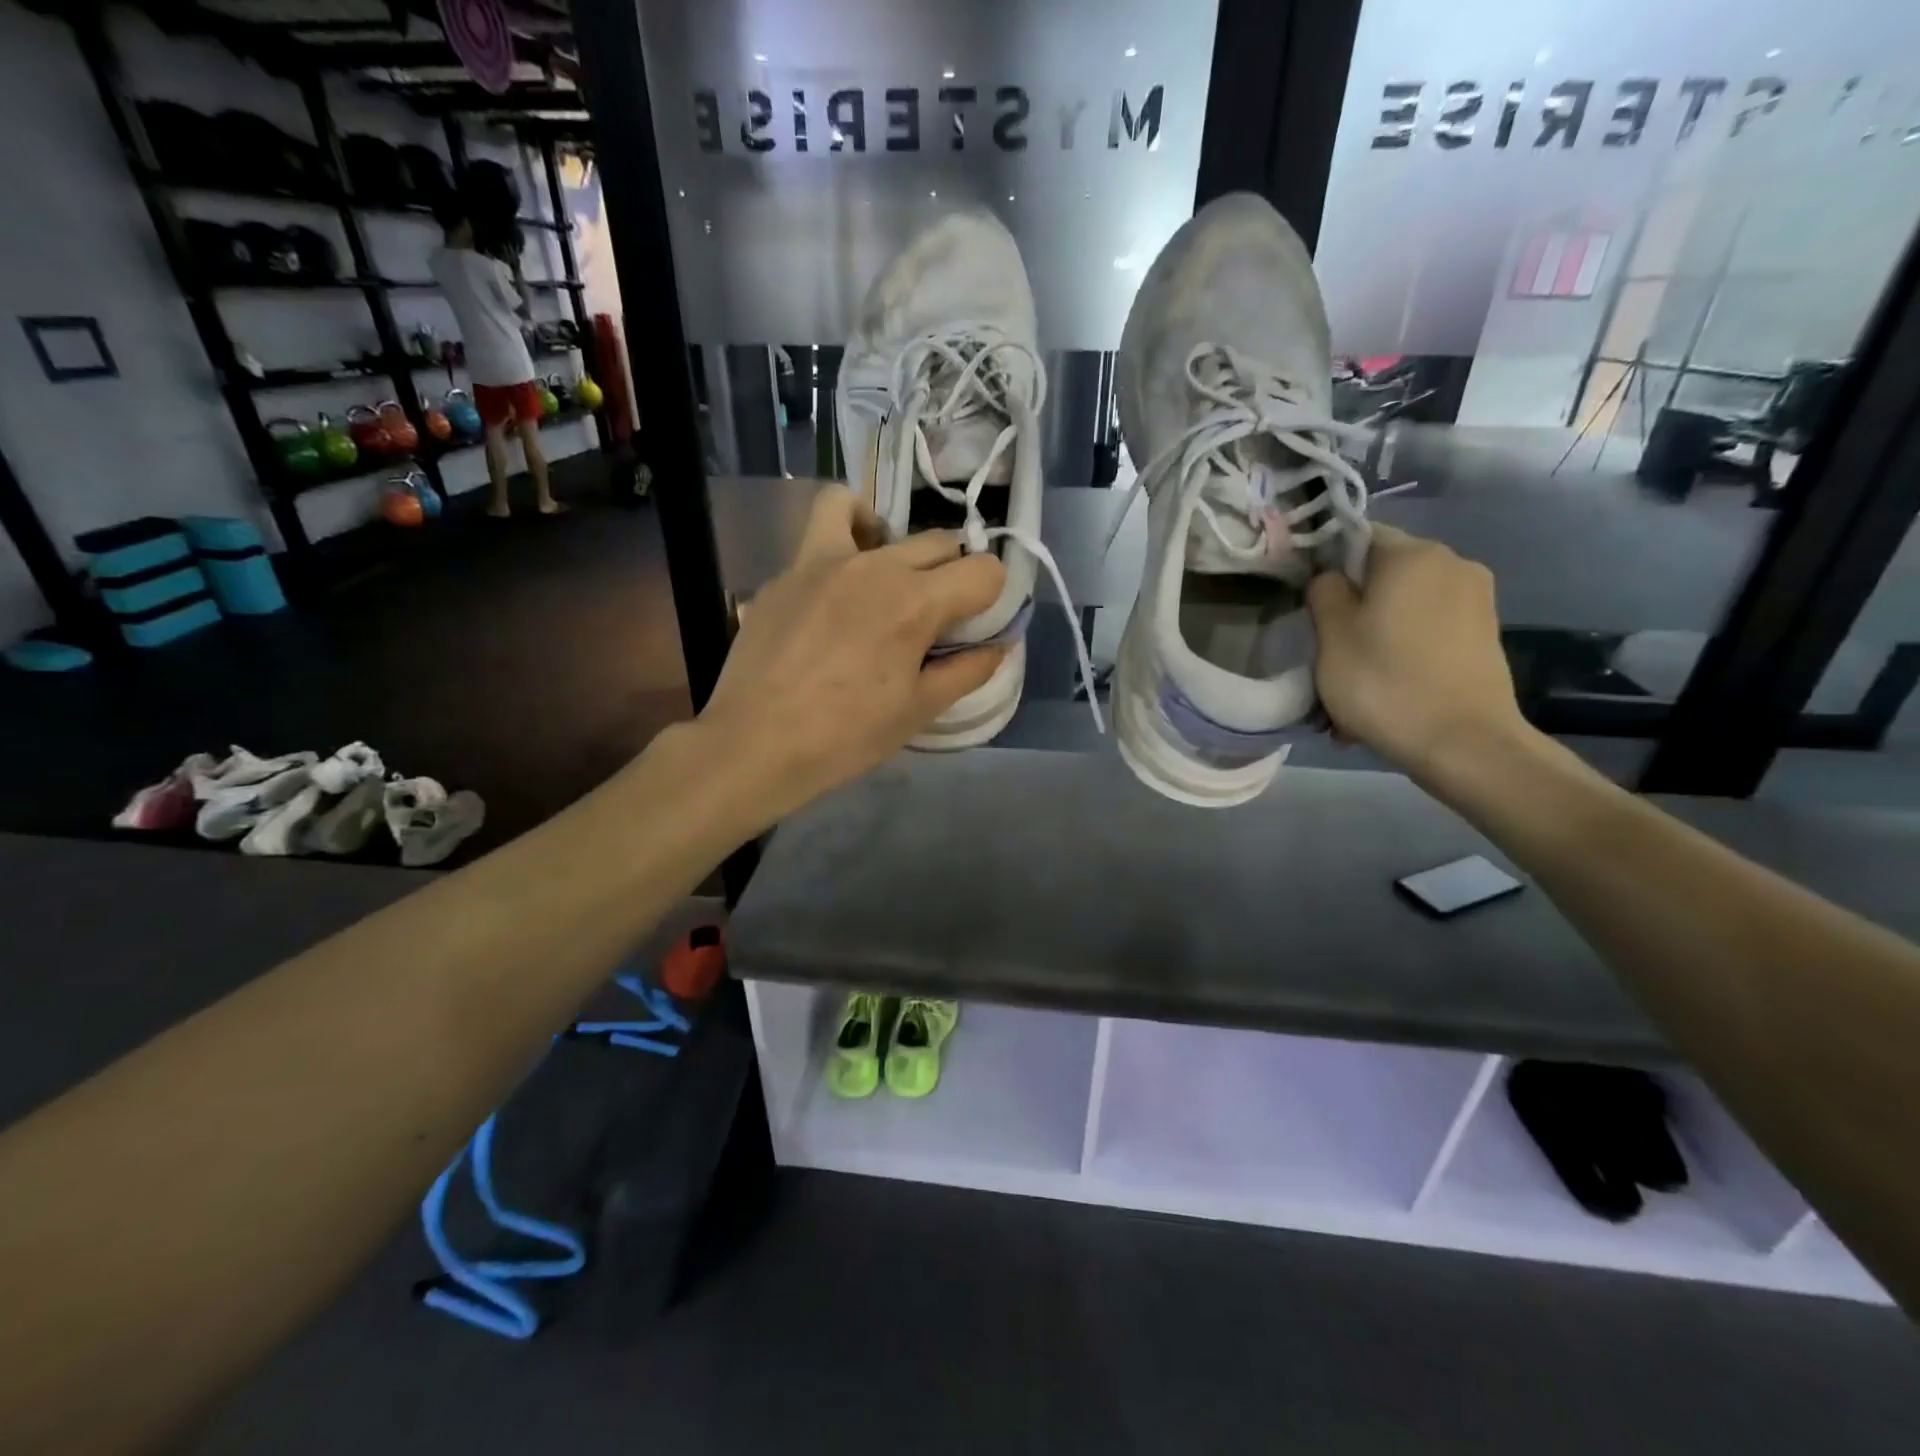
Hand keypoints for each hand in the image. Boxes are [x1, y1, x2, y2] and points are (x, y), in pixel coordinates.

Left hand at [695, 488, 1006, 824]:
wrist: (755, 744)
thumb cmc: (845, 736)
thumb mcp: (918, 710)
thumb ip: (968, 670)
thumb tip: (1001, 644)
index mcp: (915, 602)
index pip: (984, 571)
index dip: (993, 597)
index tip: (976, 625)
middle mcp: (875, 566)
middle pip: (939, 542)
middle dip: (953, 573)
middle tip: (936, 616)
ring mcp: (822, 561)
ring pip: (871, 513)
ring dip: (893, 537)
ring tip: (886, 575)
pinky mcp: (786, 572)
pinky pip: (822, 532)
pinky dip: (842, 540)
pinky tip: (836, 584)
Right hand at [1307, 525, 1527, 779]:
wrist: (1464, 743)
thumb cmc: (1385, 683)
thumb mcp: (1331, 636)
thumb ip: (1324, 591)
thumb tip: (1331, 576)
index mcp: (1412, 554)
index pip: (1359, 536)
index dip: (1328, 565)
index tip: (1311, 605)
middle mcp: (1452, 563)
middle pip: (1384, 575)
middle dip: (1355, 608)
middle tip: (1328, 655)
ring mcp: (1476, 600)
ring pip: (1405, 608)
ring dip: (1376, 637)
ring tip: (1355, 684)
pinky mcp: (1485, 634)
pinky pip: (1429, 633)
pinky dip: (1404, 653)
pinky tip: (1388, 692)